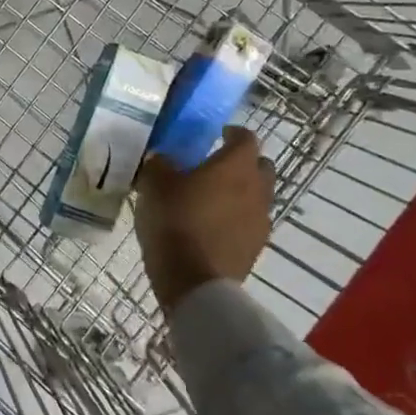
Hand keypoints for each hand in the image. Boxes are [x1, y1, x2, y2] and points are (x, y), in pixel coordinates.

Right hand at [134, 127, 274, 313]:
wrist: (194, 281)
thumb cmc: (176, 221)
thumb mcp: (154, 185)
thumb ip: (159, 164)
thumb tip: (162, 158)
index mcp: (236, 165)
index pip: (245, 137)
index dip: (232, 133)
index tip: (217, 135)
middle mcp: (257, 188)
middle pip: (259, 166)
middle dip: (242, 163)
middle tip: (216, 167)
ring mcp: (261, 220)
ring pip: (257, 196)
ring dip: (240, 193)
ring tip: (212, 200)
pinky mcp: (256, 247)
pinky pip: (250, 223)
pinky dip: (237, 219)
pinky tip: (213, 227)